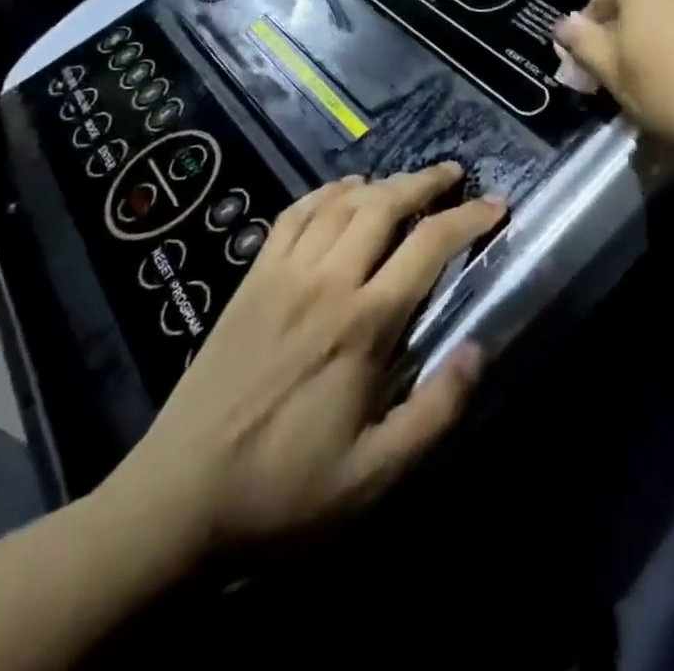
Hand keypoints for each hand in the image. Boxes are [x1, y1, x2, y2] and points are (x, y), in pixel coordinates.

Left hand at [96, 163, 503, 568]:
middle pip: (385, 205)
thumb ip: (434, 413)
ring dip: (381, 182)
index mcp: (363, 324)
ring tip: (408, 179)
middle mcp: (327, 281)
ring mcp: (284, 273)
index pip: (429, 246)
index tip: (496, 204)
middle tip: (454, 174)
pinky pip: (293, 215)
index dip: (469, 218)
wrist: (177, 500)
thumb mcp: (373, 476)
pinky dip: (325, 192)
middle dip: (426, 182)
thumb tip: (478, 352)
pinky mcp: (252, 278)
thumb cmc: (283, 492)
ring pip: (342, 203)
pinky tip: (343, 190)